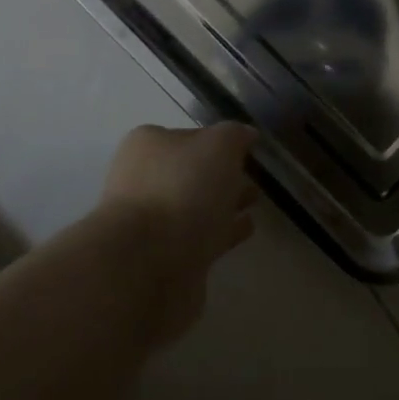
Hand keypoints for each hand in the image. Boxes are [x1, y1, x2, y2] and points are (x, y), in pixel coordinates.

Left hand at [98, 122, 258, 340]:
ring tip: (254, 202)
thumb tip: (245, 135)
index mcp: (148, 146)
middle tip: (254, 178)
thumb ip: (235, 135)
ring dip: (224, 204)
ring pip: (196, 206)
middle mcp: (143, 180)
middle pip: (191, 172)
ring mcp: (151, 222)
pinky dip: (222, 232)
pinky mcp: (163, 258)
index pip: (190, 136)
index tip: (247, 151)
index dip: (219, 141)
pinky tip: (246, 229)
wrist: (146, 264)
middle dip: (222, 175)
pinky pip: (200, 237)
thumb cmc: (182, 190)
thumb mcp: (219, 145)